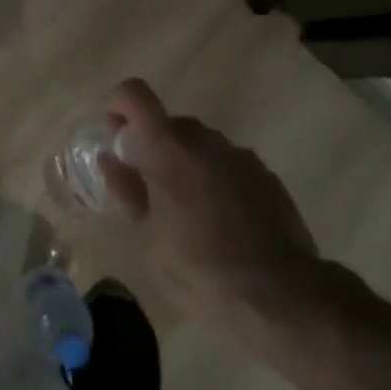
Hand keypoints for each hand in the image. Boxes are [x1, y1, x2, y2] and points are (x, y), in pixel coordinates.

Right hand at [98, 78, 325, 342]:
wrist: (280, 295)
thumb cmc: (198, 268)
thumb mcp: (147, 237)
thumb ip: (125, 190)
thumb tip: (110, 160)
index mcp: (167, 147)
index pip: (134, 94)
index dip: (118, 105)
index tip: (114, 138)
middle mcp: (205, 139)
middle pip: (169, 124)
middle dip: (152, 146)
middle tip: (146, 188)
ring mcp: (241, 156)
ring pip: (201, 145)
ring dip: (185, 164)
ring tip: (186, 212)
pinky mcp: (267, 177)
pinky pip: (229, 165)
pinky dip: (215, 180)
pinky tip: (221, 223)